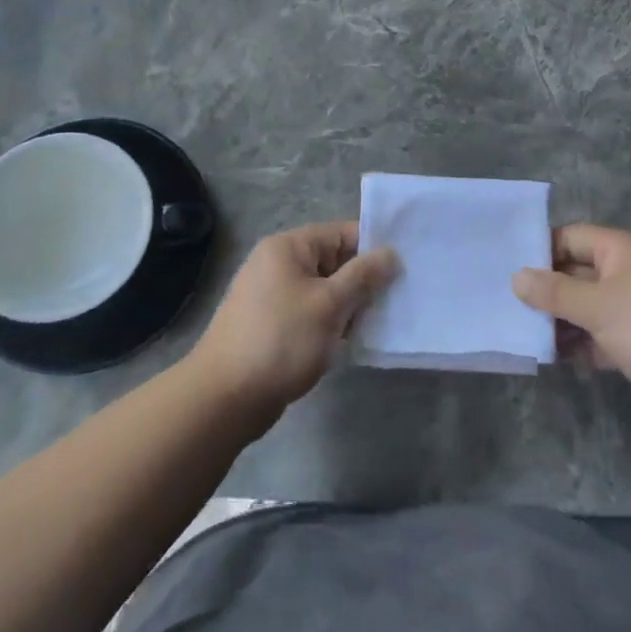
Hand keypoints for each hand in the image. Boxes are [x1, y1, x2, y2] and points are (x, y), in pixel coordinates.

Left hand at [191, 222, 397, 419]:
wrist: (225, 398)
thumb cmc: (281, 340)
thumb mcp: (330, 305)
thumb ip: (363, 276)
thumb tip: (391, 253)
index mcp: (288, 248)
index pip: (341, 233)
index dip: (373, 248)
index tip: (405, 268)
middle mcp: (278, 264)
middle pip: (334, 261)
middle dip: (364, 281)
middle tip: (397, 300)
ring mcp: (272, 296)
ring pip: (324, 291)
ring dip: (350, 306)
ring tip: (380, 323)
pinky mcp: (272, 325)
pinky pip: (311, 313)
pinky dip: (331, 323)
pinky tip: (353, 341)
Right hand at [514, 224, 630, 429]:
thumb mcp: (599, 304)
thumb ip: (555, 292)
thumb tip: (516, 278)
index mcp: (618, 252)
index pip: (570, 239)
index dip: (540, 249)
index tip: (505, 265)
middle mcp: (621, 276)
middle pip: (572, 275)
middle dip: (542, 290)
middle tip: (501, 301)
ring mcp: (625, 312)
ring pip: (579, 309)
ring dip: (553, 321)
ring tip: (515, 330)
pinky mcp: (628, 345)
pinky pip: (591, 338)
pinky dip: (571, 345)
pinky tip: (543, 355)